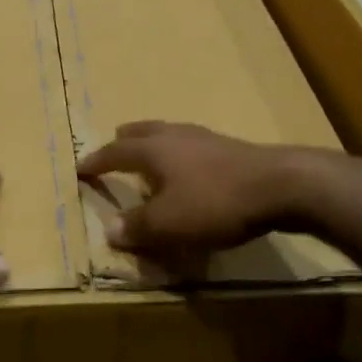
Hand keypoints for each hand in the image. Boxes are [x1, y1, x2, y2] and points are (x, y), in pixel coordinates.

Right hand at [76, 121, 326, 254]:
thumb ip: (137, 226)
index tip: (80, 168)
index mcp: (154, 150)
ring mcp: (207, 139)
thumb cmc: (216, 202)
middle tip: (115, 143)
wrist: (282, 185)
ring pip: (171, 135)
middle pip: (144, 132)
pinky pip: (194, 146)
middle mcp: (176, 136)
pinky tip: (192, 169)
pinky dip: (181, 154)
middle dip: (126, 139)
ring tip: (151, 154)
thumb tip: (109, 229)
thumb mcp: (169, 223)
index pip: (115, 152)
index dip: (96, 161)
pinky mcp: (233, 149)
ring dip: (155, 144)